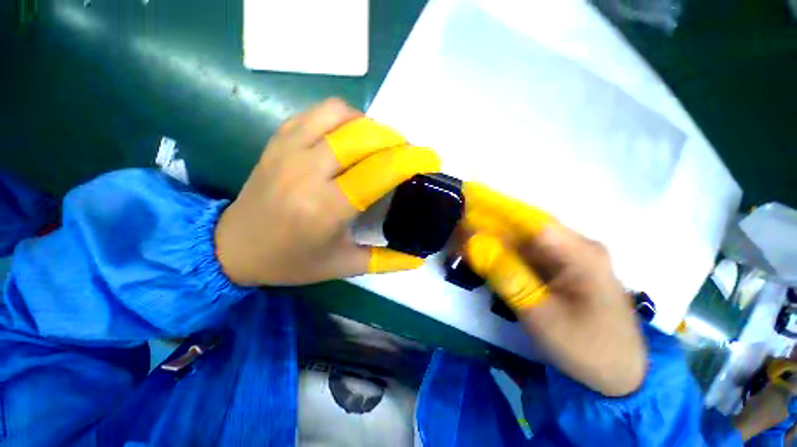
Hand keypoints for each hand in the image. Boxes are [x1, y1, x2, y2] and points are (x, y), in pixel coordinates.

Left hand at [215, 98, 439, 285]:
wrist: (233, 247)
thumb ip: (386, 261)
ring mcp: (289, 149)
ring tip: (379, 145)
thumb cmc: (291, 261)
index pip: (379, 171)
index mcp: (326, 208)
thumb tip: (418, 258)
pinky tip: (350, 138)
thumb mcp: (343, 266)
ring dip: (370, 125)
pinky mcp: (279, 140)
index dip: (411, 160)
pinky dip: (344, 118)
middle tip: (406, 155)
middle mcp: (308, 172)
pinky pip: (319, 113)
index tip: (430, 159)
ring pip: (342, 114)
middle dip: (396, 140)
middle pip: (364, 136)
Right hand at [461, 183, 645, 396]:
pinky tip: (488, 255)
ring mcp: (570, 257)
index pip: (530, 220)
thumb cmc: (586, 347)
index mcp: (579, 252)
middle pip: (525, 227)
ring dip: (495, 239)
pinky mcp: (563, 268)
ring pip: (525, 240)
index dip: (496, 210)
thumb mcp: (541, 315)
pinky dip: (505, 253)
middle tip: (460, 224)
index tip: (468, 204)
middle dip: (490, 224)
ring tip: (467, 238)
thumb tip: (475, 247)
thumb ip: (507, 277)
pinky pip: (529, 254)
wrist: (619, 373)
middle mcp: (576, 246)